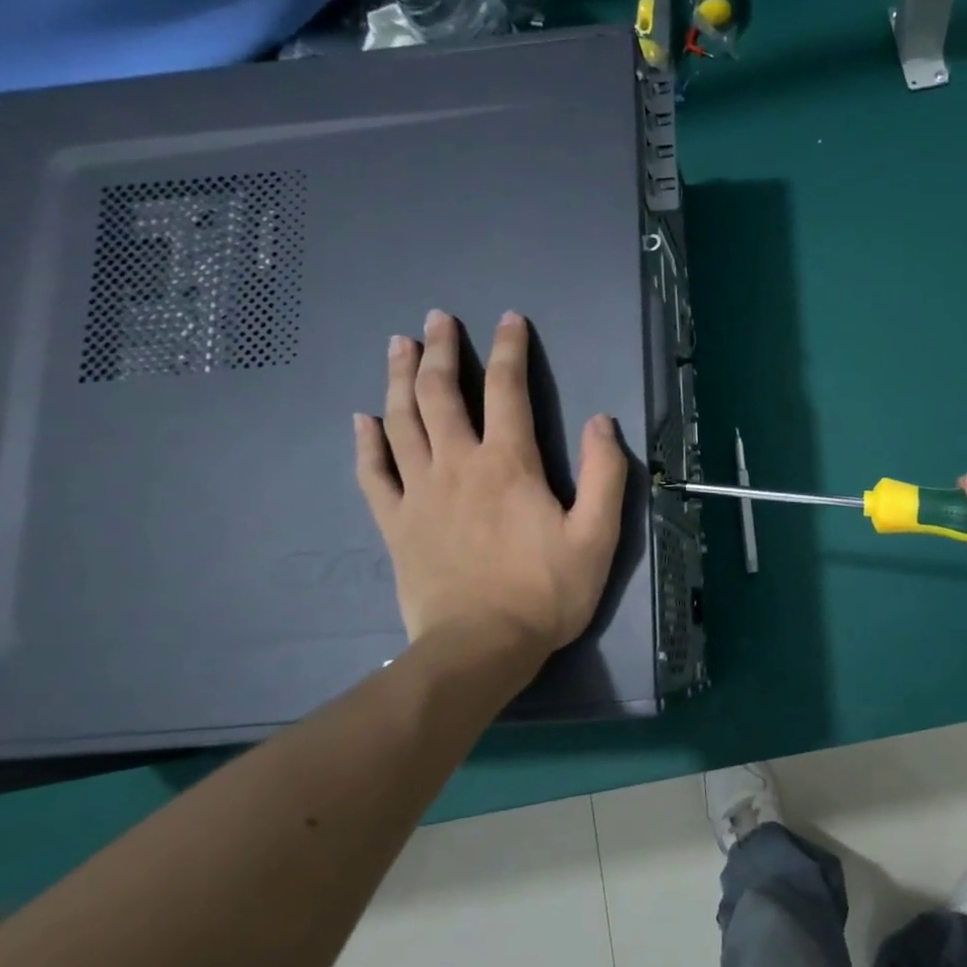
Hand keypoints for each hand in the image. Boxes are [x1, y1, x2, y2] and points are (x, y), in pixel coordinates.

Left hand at [354, 310, 627, 671]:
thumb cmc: (545, 592)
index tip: (509, 319)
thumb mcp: (597, 536)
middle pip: (441, 394)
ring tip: (399, 345)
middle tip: (436, 319)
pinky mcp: (396, 524)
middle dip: (440, 350)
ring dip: (400, 379)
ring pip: (402, 422)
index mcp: (508, 463)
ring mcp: (420, 493)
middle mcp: (458, 465)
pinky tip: (362, 419)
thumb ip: (605, 474)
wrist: (480, 648)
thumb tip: (601, 422)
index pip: (508, 390)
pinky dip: (366, 443)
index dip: (510, 349)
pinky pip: (373, 474)